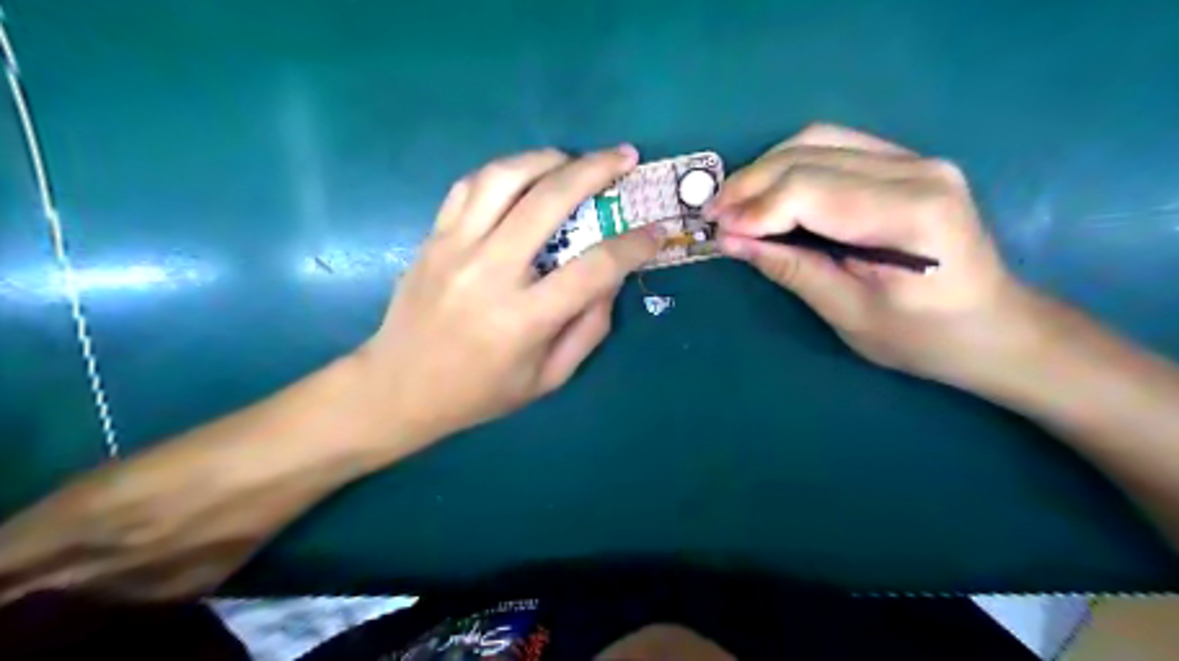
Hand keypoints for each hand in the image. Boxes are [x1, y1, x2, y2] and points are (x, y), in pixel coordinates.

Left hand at [354, 148, 658, 445]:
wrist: (398, 388)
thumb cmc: (480, 392)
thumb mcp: (548, 378)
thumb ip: (589, 329)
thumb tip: (612, 278)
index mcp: (523, 319)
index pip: (593, 268)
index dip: (633, 245)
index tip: (655, 232)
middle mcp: (489, 273)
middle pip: (549, 201)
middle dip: (596, 170)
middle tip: (624, 157)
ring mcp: (454, 249)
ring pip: (504, 178)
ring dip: (547, 158)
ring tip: (574, 159)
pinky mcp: (432, 238)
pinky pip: (469, 186)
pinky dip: (504, 171)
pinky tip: (525, 175)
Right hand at [708, 120, 1034, 388]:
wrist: (993, 327)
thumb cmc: (923, 337)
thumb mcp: (850, 314)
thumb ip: (792, 269)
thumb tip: (732, 240)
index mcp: (909, 215)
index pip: (810, 190)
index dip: (755, 208)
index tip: (718, 232)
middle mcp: (916, 170)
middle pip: (809, 154)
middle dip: (751, 184)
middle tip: (714, 215)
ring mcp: (914, 159)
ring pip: (817, 140)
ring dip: (766, 168)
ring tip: (734, 203)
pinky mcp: (905, 163)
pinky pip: (833, 147)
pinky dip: (790, 166)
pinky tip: (769, 192)